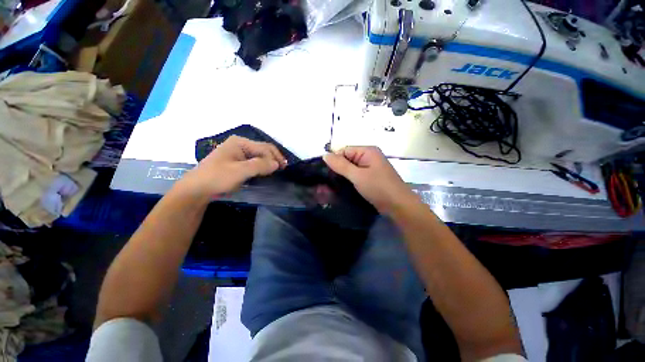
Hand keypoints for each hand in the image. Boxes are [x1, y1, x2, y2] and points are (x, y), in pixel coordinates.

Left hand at [174, 136, 285, 200]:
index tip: (283, 169)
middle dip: (274, 158)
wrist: (197, 189)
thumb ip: (259, 165)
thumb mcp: (239, 171)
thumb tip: (276, 163)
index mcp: (240, 142)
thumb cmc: (217, 178)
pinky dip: (262, 166)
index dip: (275, 157)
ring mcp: (238, 153)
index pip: (264, 148)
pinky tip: (267, 171)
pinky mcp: (237, 162)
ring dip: (269, 162)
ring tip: (277, 170)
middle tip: (283, 169)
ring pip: (260, 155)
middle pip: (263, 149)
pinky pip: (255, 161)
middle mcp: (240, 145)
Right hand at [323, 146, 417, 214]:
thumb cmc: (378, 188)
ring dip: (343, 176)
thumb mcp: (357, 175)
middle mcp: (369, 157)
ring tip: (332, 186)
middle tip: (327, 181)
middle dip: (338, 169)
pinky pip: (356, 175)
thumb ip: (341, 165)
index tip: (326, 173)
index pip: (344, 150)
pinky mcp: (370, 178)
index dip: (335, 160)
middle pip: (347, 159)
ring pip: (351, 168)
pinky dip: (349, 180)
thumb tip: (324, 155)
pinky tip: (342, 187)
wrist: (398, 206)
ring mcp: (370, 168)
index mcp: (368, 151)